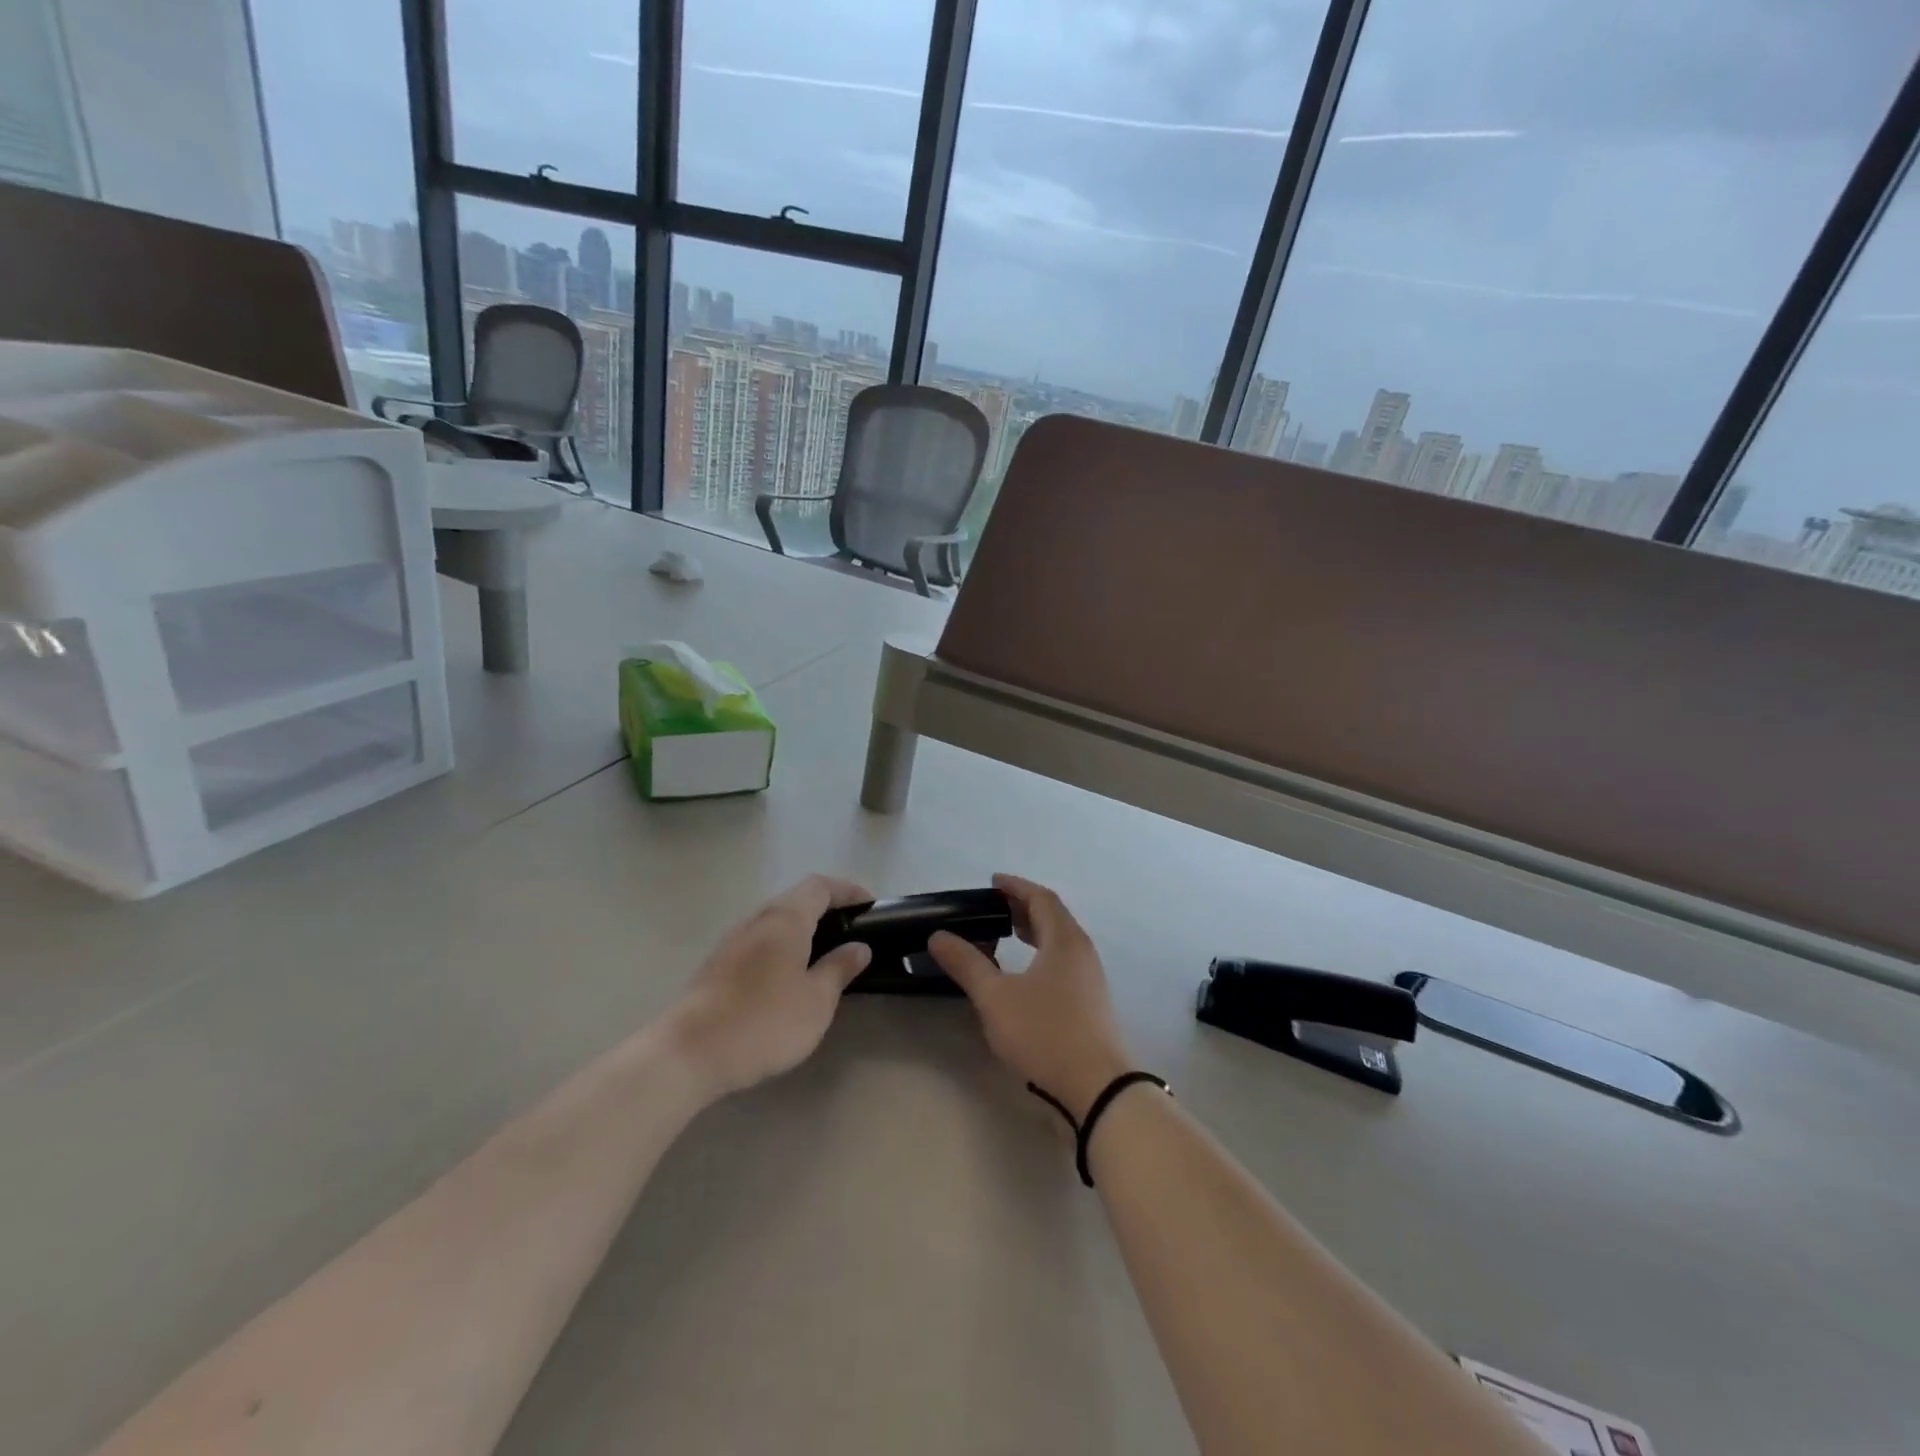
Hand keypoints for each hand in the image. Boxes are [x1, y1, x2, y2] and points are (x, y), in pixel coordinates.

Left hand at [666, 875, 873, 1098]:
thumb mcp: (816, 1000)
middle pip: (795, 900)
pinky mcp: (717, 964)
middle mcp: (757, 919)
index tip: (870, 905)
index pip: (820, 886)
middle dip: (826, 909)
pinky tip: (787, 977)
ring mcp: (732, 941)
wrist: (689, 1053)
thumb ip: (839, 969)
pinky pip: (758, 941)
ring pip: (774, 921)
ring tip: (823, 955)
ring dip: (801, 929)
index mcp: (785, 919)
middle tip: (851, 932)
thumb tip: (859, 947)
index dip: (847, 890)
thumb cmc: (764, 1021)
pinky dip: (781, 947)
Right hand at [928, 874, 1133, 1119]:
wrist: (1097, 1087)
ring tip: (1007, 935)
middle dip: (1024, 908)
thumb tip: (939, 936)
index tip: (993, 882)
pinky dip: (1042, 954)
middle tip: (995, 909)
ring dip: (1035, 932)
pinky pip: (1065, 962)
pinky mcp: (1091, 1003)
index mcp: (1064, 939)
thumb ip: (967, 964)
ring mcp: (1091, 978)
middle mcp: (1082, 951)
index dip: (1016, 887)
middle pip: (1054, 917)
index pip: (1041, 898)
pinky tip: (1025, 975)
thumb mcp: (996, 998)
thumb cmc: (1045, 1032)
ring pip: (1061, 941)